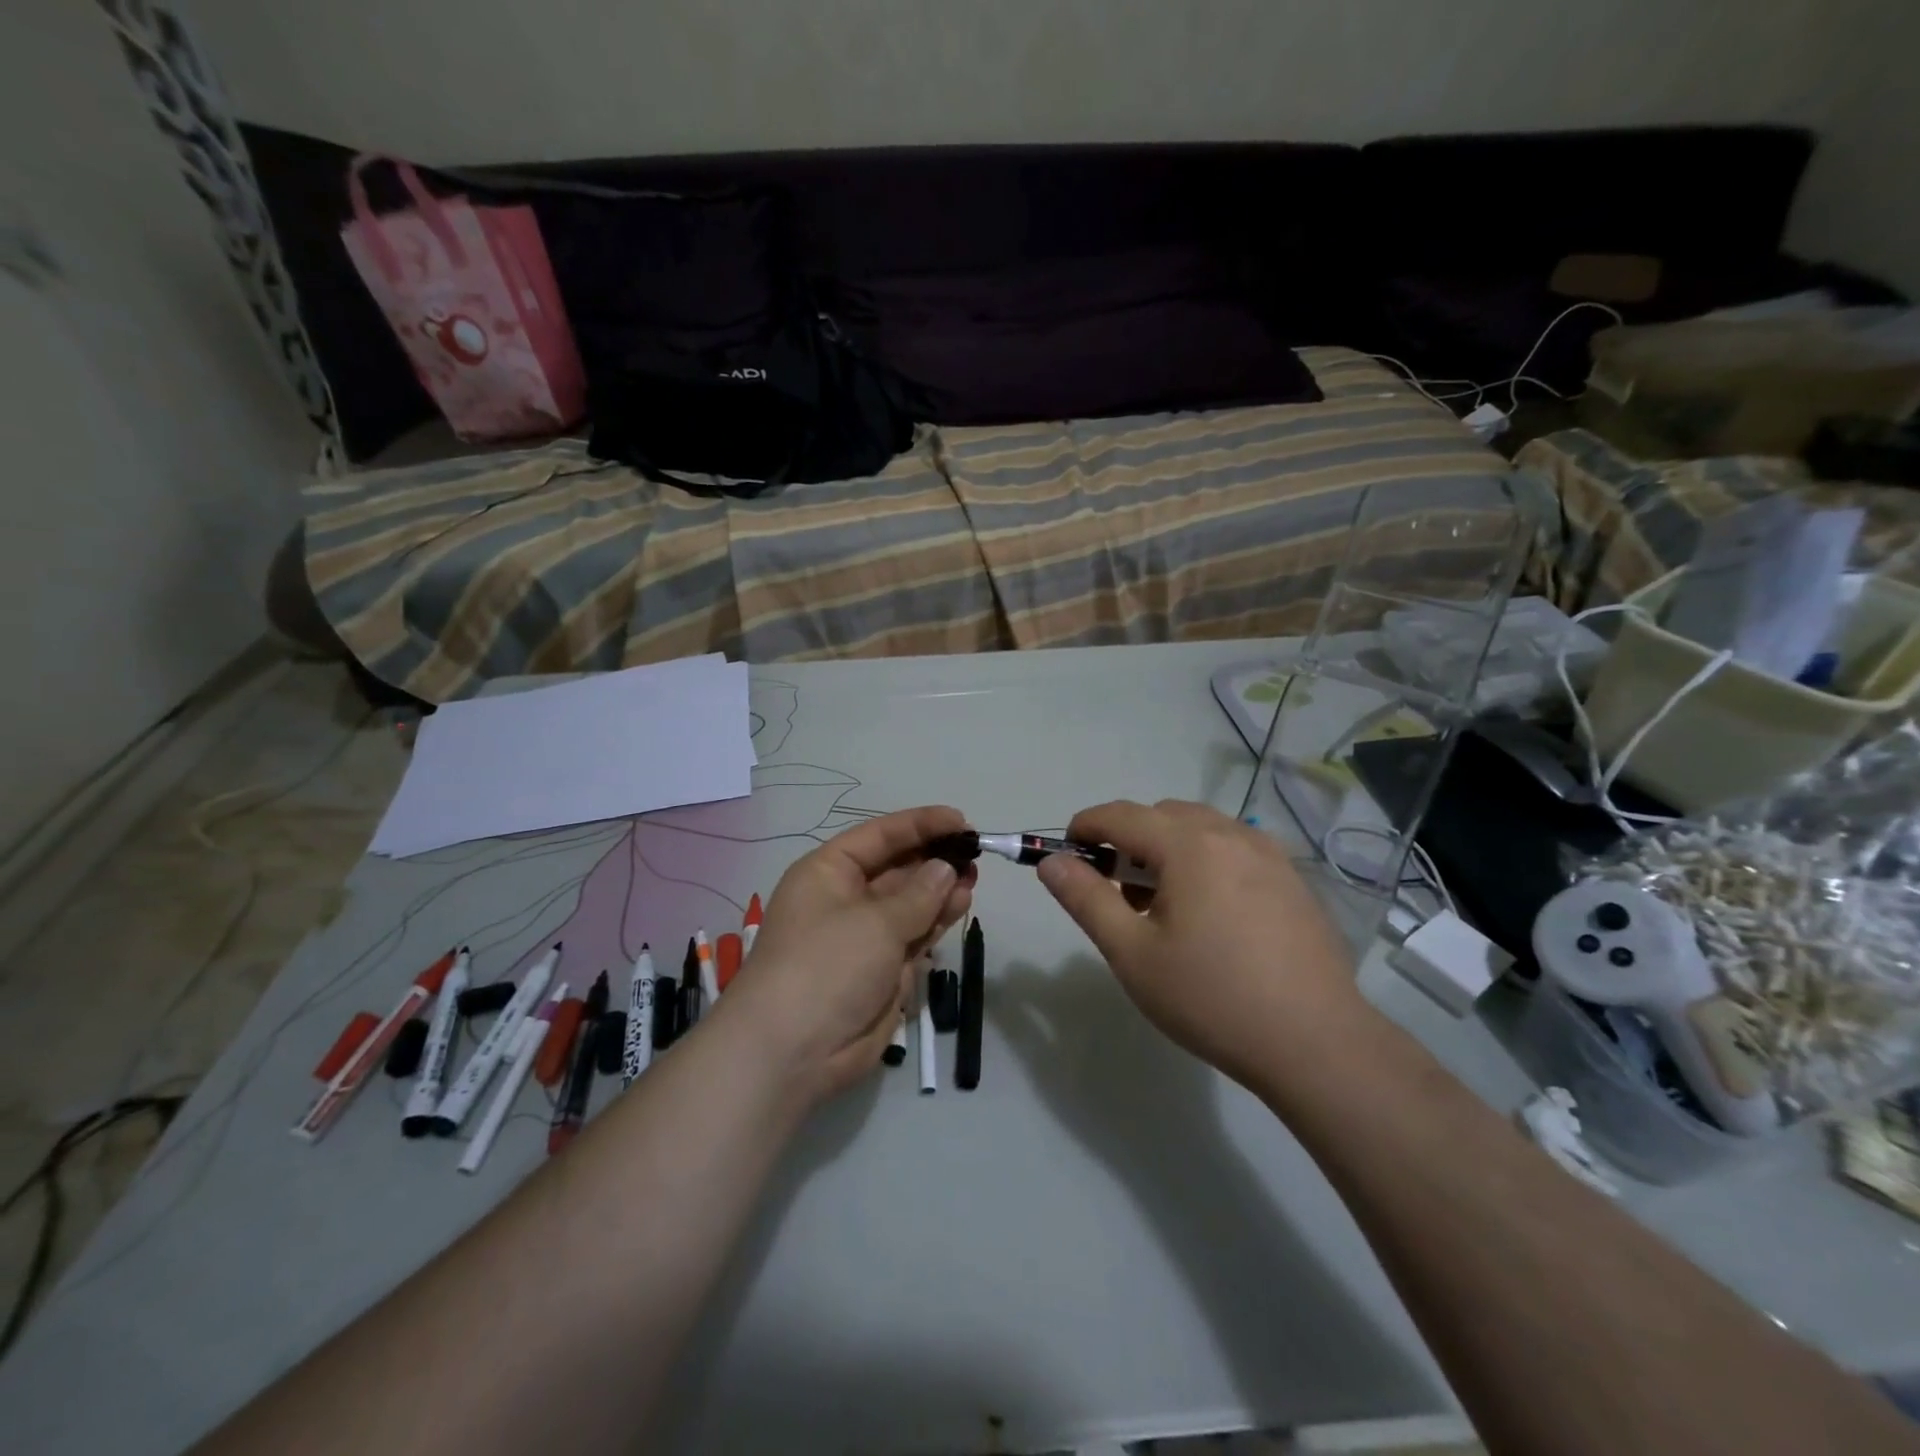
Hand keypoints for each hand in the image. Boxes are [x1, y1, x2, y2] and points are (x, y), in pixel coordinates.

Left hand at [723, 806, 975, 1102]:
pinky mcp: (881, 969)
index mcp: (828, 872)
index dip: (919, 824)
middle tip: (974, 852)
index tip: (960, 820)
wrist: (792, 1052)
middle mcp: (845, 898)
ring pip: (910, 902)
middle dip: (934, 858)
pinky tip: (961, 904)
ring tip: (973, 877)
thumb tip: (945, 868)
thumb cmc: (826, 966)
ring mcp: (864, 935)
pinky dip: (937, 919)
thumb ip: (918, 894)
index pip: (879, 836)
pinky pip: (915, 933)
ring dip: (941, 888)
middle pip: (897, 867)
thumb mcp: (874, 922)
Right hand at [1035, 800, 1361, 1089]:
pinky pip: (1234, 850)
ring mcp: (1270, 855)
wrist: (1316, 1043)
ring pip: (1201, 830)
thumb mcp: (1132, 953)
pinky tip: (1210, 916)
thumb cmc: (1211, 997)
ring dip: (1168, 850)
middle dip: (1128, 840)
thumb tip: (1051, 862)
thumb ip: (1085, 899)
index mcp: (1190, 845)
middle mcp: (1232, 834)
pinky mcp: (1293, 880)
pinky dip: (1205, 862)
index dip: (1085, 827)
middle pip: (1162, 816)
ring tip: (1162, 906)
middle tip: (1116, 891)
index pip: (1121, 815)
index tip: (1067, 855)